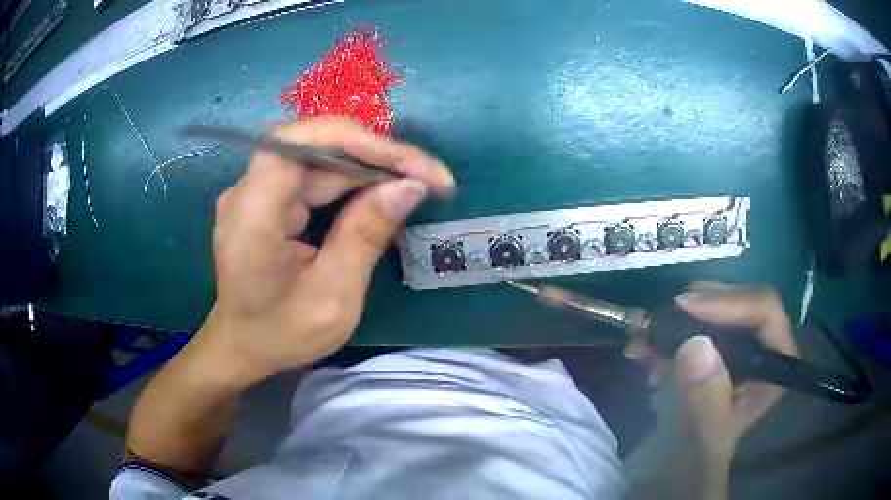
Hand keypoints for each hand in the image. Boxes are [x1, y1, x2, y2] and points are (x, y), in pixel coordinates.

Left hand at [197, 117, 454, 386]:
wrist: (242, 346)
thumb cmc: (280, 333)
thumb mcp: (332, 297)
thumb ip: (365, 236)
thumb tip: (409, 186)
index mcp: (252, 216)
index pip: (298, 142)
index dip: (355, 141)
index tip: (408, 165)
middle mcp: (248, 191)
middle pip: (317, 148)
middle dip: (378, 159)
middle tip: (431, 179)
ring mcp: (256, 191)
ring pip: (321, 159)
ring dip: (371, 170)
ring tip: (417, 186)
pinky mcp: (268, 198)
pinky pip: (315, 176)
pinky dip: (353, 183)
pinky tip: (382, 196)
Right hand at [626, 282, 798, 460]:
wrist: (683, 469)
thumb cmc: (701, 458)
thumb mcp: (704, 437)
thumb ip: (706, 399)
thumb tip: (697, 344)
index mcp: (776, 364)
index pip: (766, 312)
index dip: (731, 302)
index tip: (686, 307)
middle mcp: (764, 345)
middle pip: (741, 302)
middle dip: (701, 306)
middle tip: (664, 313)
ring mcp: (741, 343)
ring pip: (719, 307)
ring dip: (681, 317)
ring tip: (646, 335)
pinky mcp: (719, 346)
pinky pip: (699, 321)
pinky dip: (671, 330)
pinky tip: (647, 348)